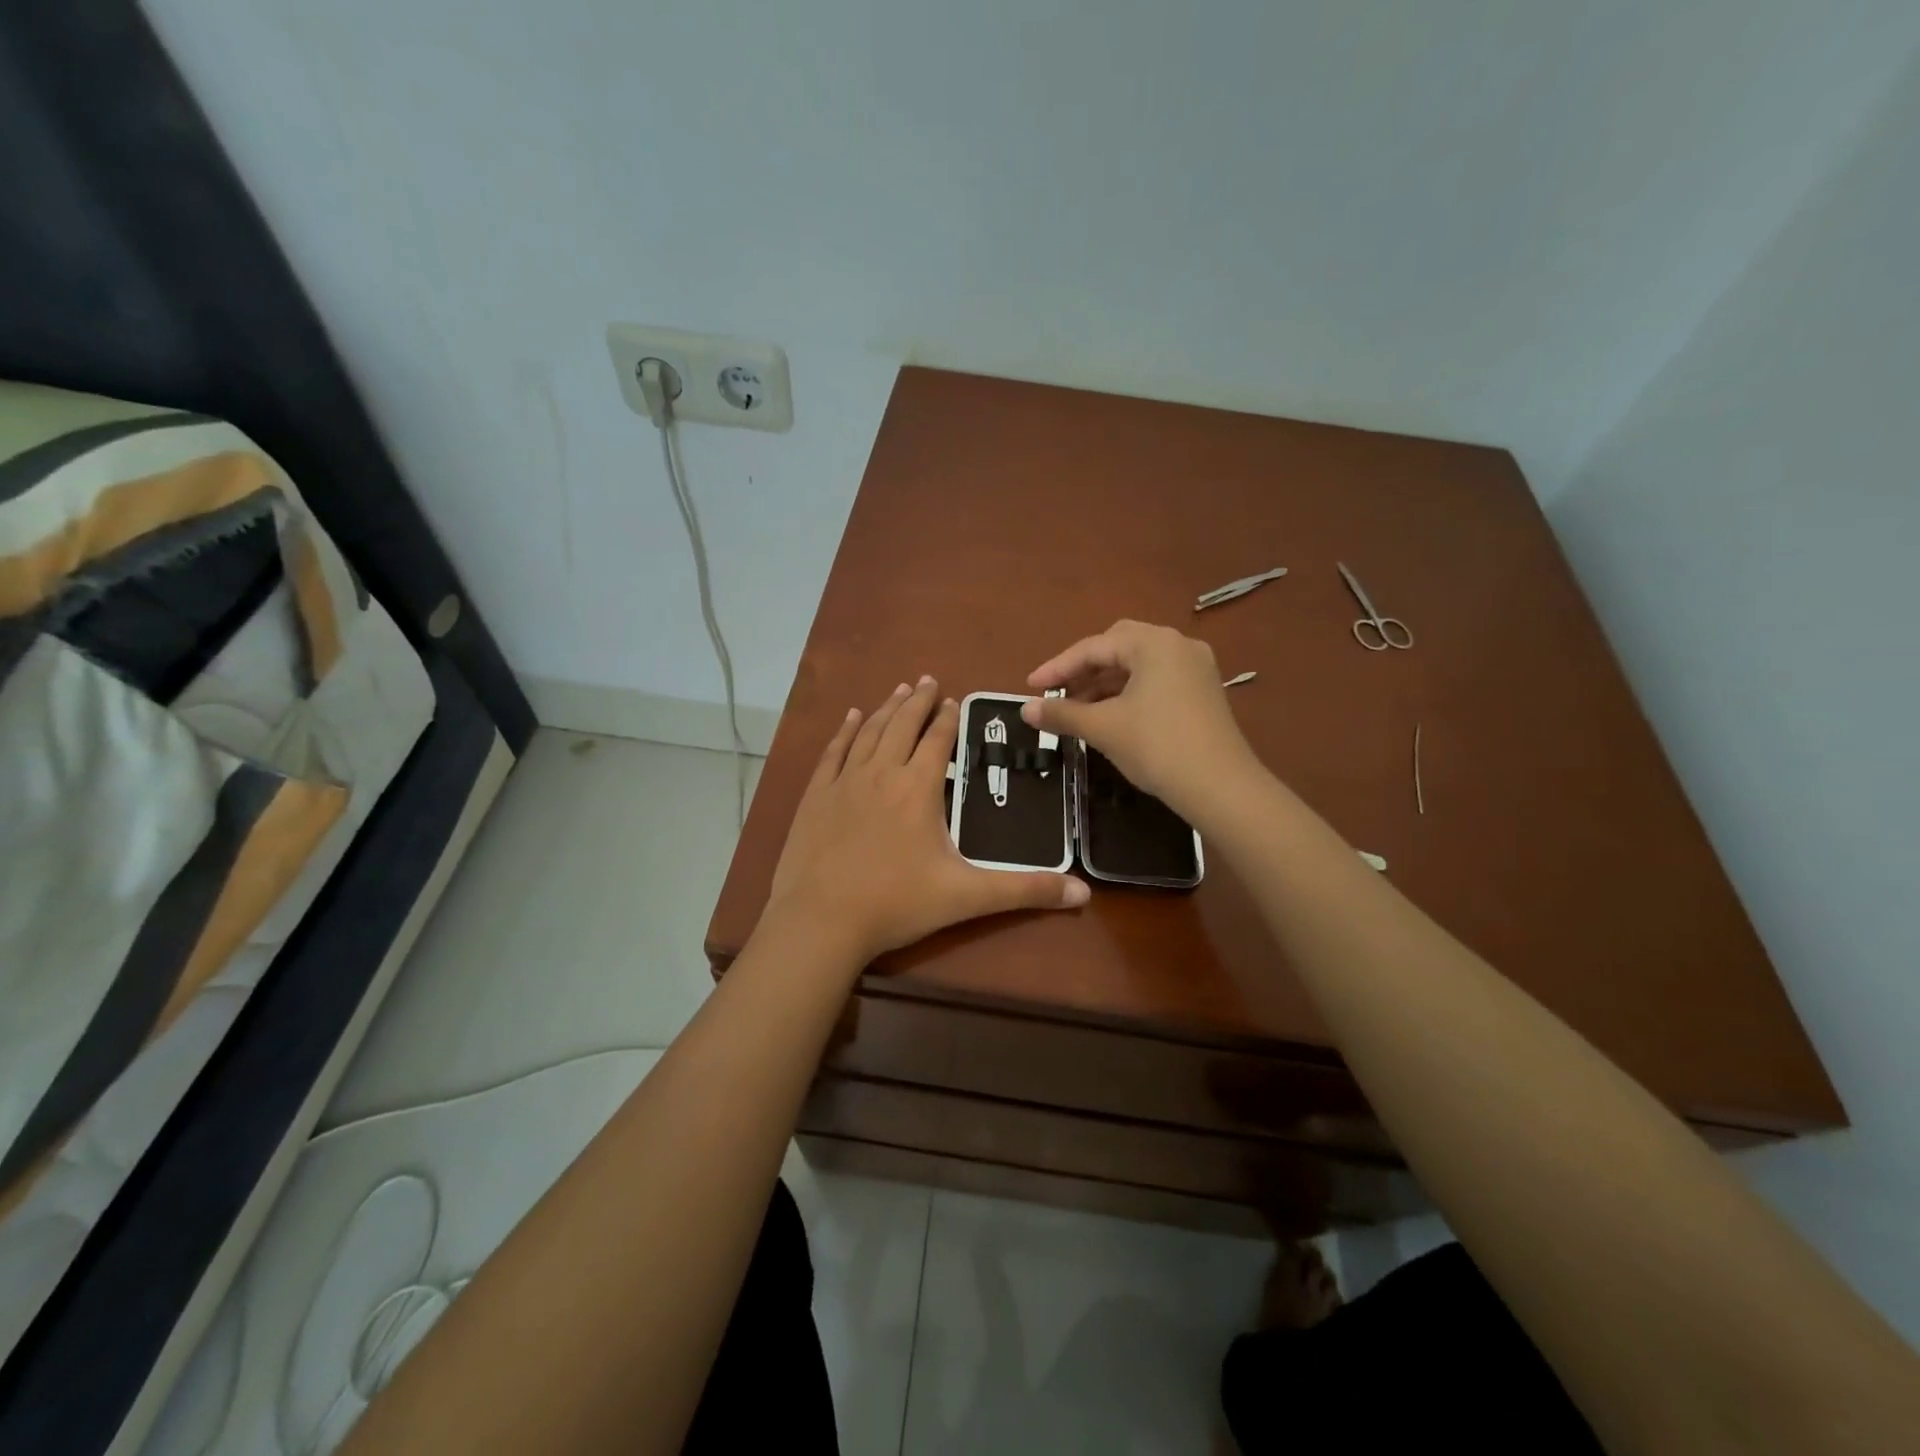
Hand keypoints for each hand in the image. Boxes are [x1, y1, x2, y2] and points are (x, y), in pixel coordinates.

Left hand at [767, 677, 1088, 965]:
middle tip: (927, 680)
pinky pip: (833, 751)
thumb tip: (1083, 893)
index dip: (948, 718)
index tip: (954, 700)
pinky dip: (845, 730)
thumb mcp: (967, 897)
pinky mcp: (816, 796)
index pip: (937, 740)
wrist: (822, 921)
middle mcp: (881, 773)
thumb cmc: (897, 905)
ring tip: (898, 690)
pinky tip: (852, 717)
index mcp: (918, 788)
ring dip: (886, 708)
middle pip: (902, 724)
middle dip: (918, 701)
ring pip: (869, 732)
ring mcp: (844, 782)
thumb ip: (1025, 890)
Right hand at [1022, 620, 1259, 818]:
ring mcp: (1195, 669)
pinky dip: (1128, 693)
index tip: (1030, 687)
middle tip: (1058, 692)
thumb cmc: (1157, 747)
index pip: (1094, 647)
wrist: (1220, 787)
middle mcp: (1178, 646)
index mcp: (1154, 643)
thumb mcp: (1103, 728)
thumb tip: (1025, 709)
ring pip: (1138, 666)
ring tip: (1077, 710)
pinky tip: (1111, 716)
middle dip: (1084, 669)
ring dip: (1105, 683)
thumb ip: (1062, 713)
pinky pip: (1156, 681)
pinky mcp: (1203, 693)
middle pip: (1118, 647)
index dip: (1057, 667)